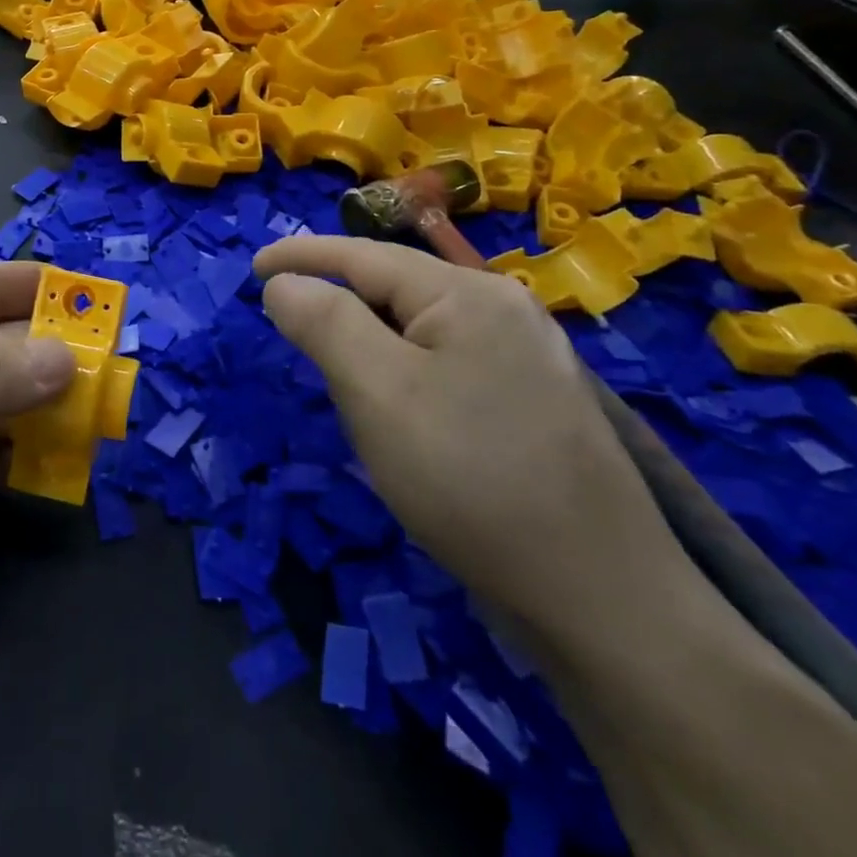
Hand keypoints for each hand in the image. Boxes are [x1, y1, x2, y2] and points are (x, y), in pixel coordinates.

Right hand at [252, 237, 689, 641]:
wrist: (604, 599)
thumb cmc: (471, 480)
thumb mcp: (378, 392)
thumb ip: (324, 323)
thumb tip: (285, 282)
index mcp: (469, 294)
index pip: (364, 256)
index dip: (302, 256)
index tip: (252, 265)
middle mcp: (505, 310)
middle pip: (396, 289)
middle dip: (339, 304)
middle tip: (290, 332)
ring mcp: (528, 358)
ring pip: (421, 329)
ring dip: (371, 341)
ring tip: (336, 373)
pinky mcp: (534, 402)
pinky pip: (447, 363)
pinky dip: (405, 371)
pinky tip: (400, 407)